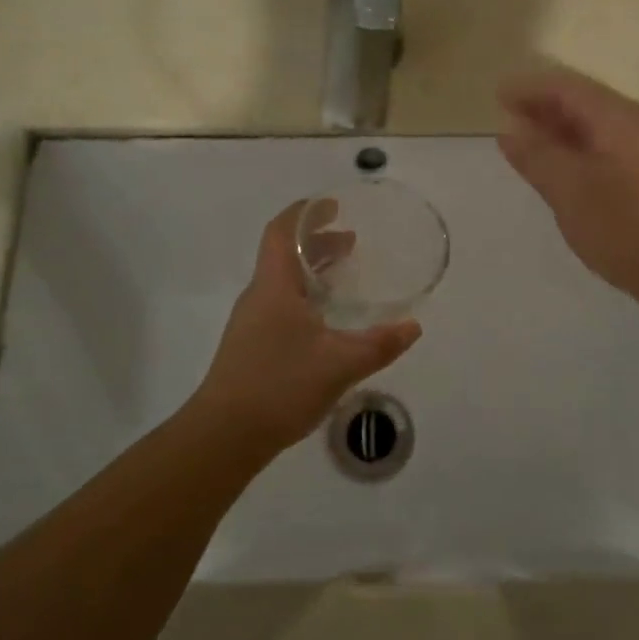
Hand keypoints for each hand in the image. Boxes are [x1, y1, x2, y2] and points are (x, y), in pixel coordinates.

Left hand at [194, 203, 421, 451]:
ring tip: (344, 273)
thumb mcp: (339, 364)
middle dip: (318, 242)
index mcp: (274, 286)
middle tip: (351, 239)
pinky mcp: (252, 346)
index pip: (282, 232)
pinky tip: (326, 320)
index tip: (332, 205)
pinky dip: (306, 296)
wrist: (224, 435)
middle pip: (285, 254)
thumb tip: (413, 327)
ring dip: (312, 270)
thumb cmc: (279, 385)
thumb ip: (379, 344)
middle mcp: (259, 296)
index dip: (305, 212)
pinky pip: (281, 304)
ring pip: (284, 281)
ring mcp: (252, 322)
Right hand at [497, 66, 638, 310]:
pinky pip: (613, 150)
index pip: (567, 88)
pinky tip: (568, 175)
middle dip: (545, 108)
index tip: (497, 95)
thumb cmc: (630, 228)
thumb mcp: (571, 191)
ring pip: (601, 129)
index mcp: (620, 119)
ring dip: (563, 132)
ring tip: (530, 146)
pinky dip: (582, 152)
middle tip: (508, 121)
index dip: (530, 88)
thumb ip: (538, 156)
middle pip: (586, 104)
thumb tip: (510, 128)